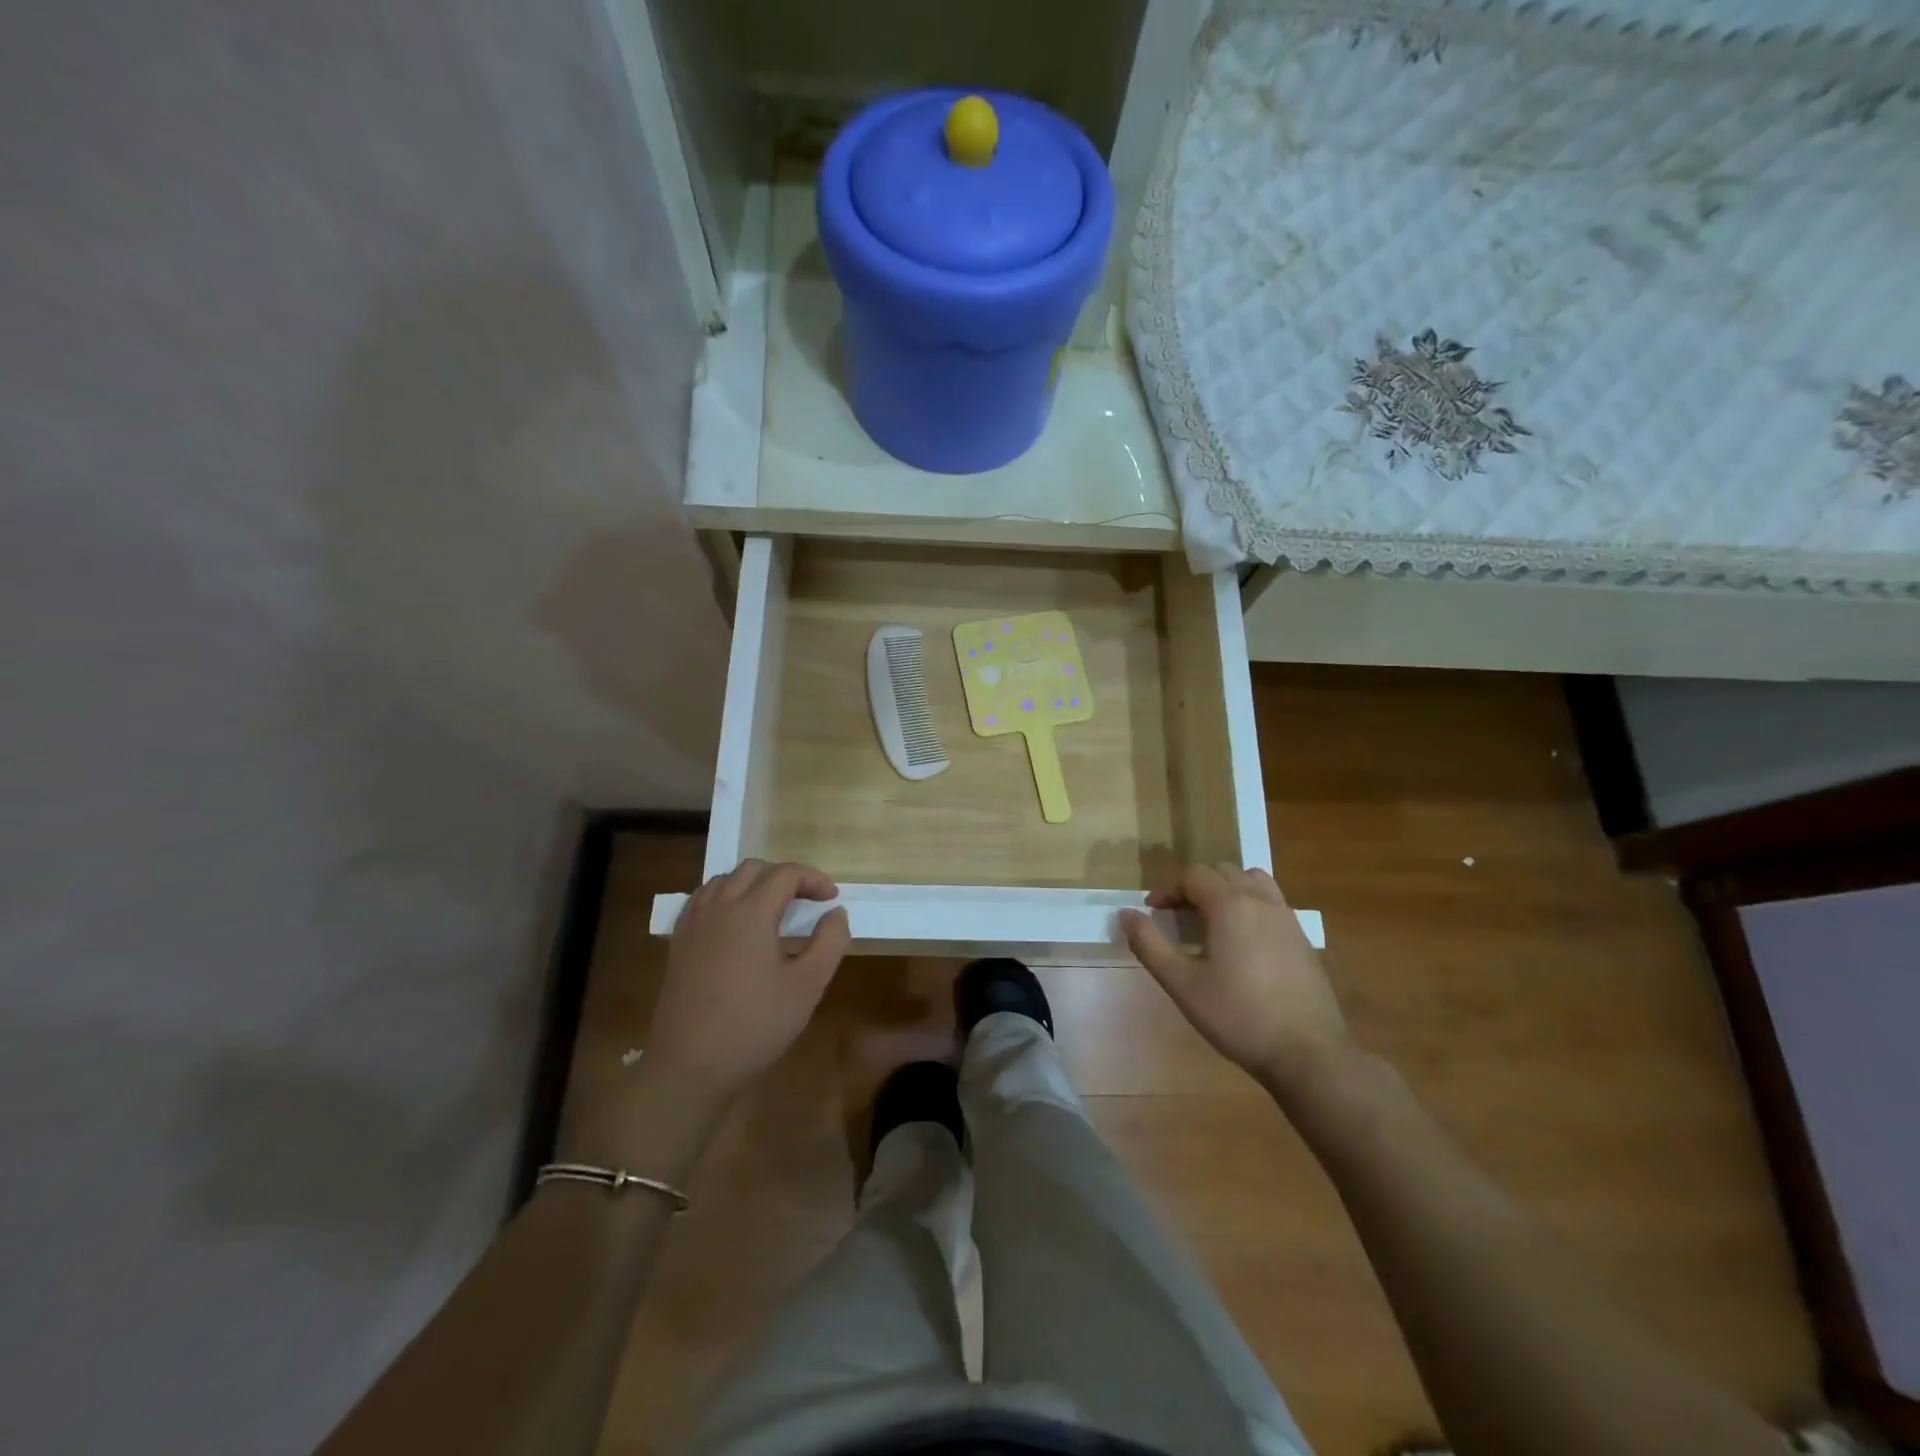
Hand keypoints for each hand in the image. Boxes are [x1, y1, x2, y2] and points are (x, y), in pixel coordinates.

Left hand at [647, 860, 850, 1106]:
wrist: (690, 1067)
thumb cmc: (755, 1026)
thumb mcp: (807, 986)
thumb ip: (829, 942)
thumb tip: (836, 913)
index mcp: (750, 912)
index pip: (786, 874)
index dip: (814, 879)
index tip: (832, 899)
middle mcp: (718, 907)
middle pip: (753, 869)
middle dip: (784, 876)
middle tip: (807, 900)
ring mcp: (693, 924)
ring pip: (724, 880)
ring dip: (754, 883)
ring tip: (774, 907)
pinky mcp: (678, 943)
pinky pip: (703, 899)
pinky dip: (726, 896)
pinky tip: (736, 923)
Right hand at [1120, 864, 1351, 1093]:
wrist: (1308, 1053)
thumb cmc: (1238, 1016)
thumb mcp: (1182, 984)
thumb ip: (1150, 944)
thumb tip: (1125, 914)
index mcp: (1230, 904)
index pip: (1193, 875)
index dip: (1168, 889)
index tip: (1152, 912)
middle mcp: (1261, 900)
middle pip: (1222, 872)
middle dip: (1195, 886)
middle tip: (1177, 917)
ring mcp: (1287, 917)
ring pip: (1252, 881)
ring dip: (1226, 889)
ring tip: (1212, 920)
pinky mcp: (1302, 938)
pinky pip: (1271, 902)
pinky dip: (1250, 905)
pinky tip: (1242, 942)